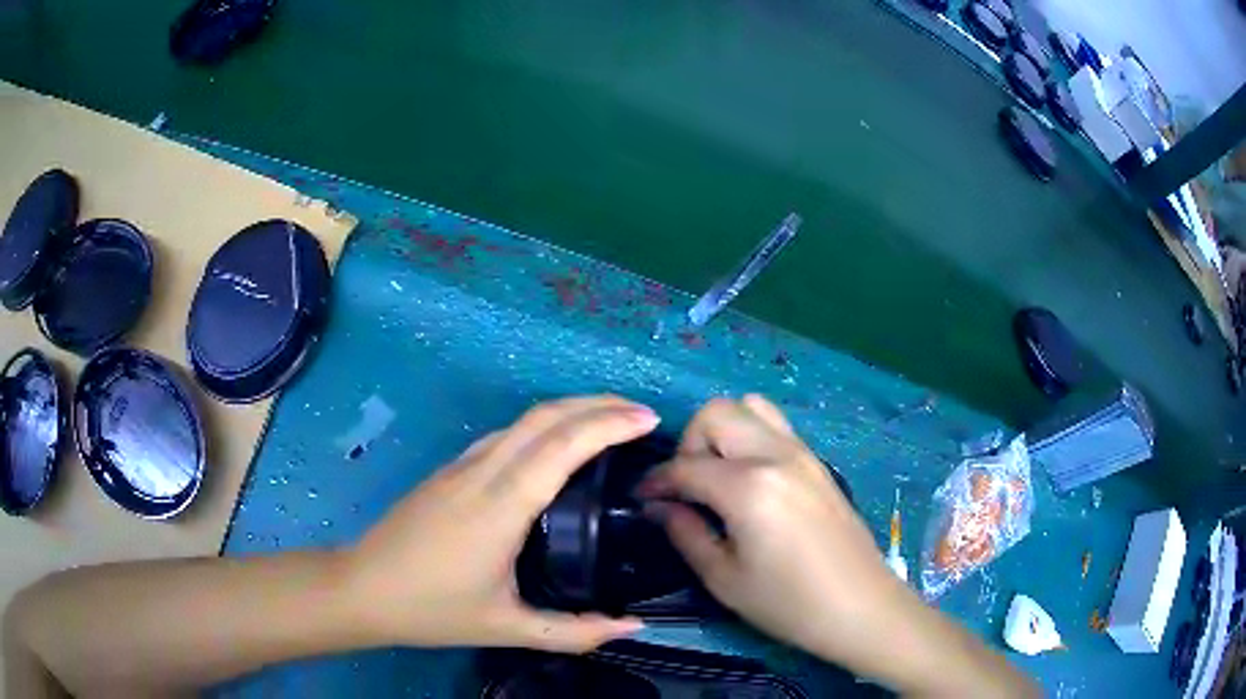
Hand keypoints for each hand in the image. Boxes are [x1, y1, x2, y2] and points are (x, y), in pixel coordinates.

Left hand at [344, 396, 655, 652]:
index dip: (608, 425)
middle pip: (544, 416)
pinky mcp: (449, 470)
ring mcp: (461, 466)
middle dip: (597, 404)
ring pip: (522, 420)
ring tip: (609, 422)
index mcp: (500, 507)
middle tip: (641, 413)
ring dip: (570, 410)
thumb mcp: (507, 629)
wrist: (362, 588)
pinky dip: (543, 426)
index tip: (649, 420)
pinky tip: (555, 447)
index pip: (561, 447)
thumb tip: (633, 627)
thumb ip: (575, 632)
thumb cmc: (432, 609)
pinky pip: (505, 435)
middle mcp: (482, 473)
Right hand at [640, 395, 913, 669]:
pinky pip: (775, 426)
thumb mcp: (724, 579)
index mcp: (749, 487)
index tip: (641, 498)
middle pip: (717, 412)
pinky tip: (748, 481)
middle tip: (686, 487)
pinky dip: (750, 437)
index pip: (686, 466)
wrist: (861, 607)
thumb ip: (684, 533)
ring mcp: (802, 453)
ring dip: (723, 432)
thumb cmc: (789, 604)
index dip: (655, 481)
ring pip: (750, 407)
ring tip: (718, 477)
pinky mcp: (818, 461)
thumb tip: (658, 506)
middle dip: (689, 443)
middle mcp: (776, 454)